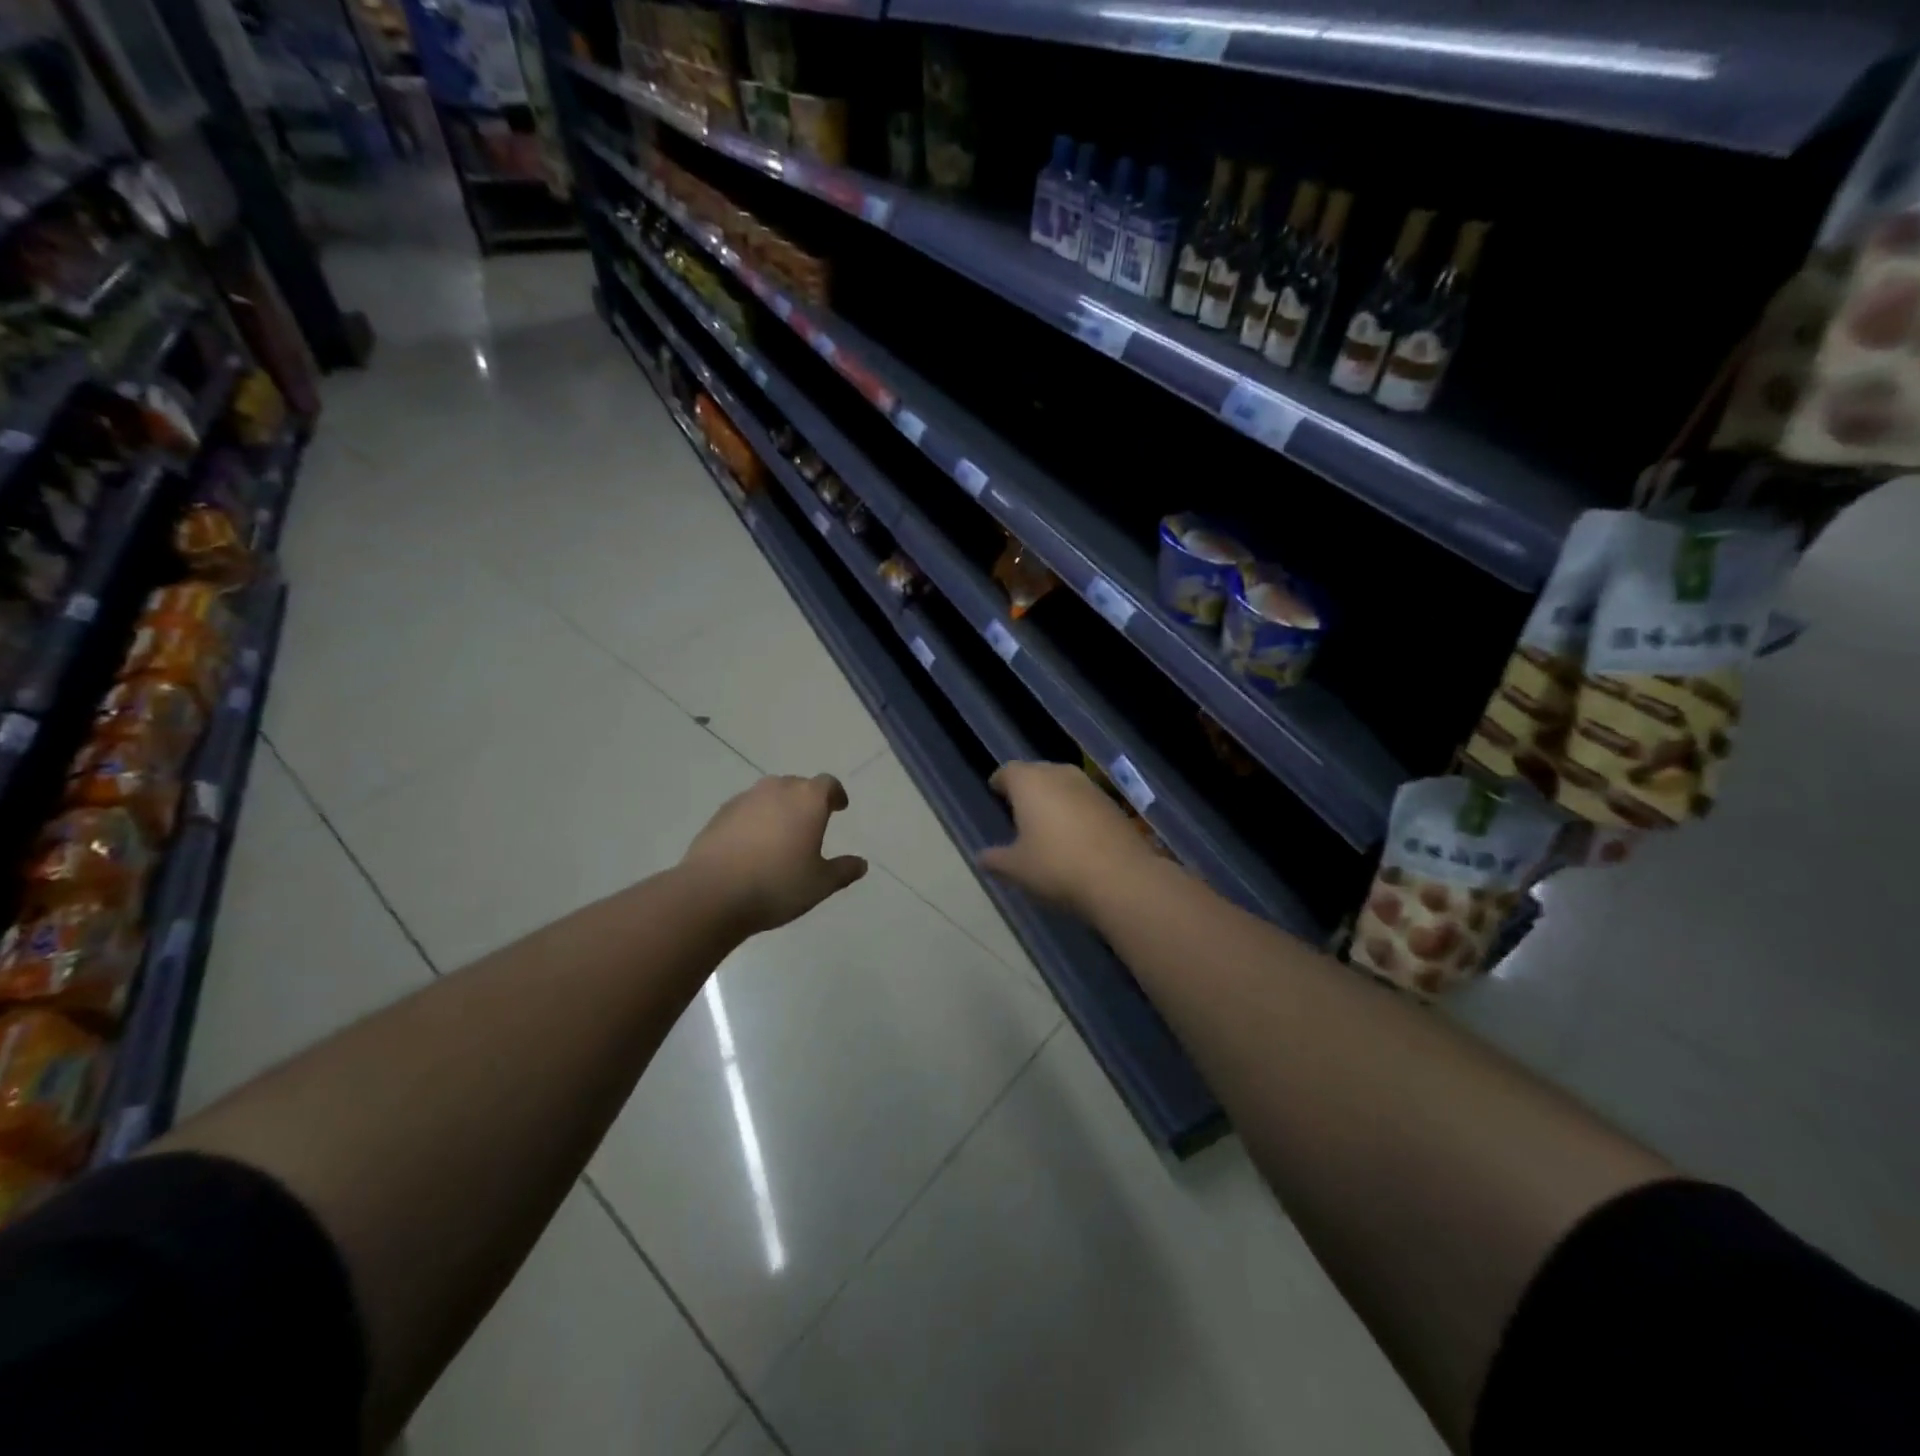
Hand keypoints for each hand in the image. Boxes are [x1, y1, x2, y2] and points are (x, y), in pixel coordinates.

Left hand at [683, 774, 867, 934]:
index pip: (828, 784)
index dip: (836, 794)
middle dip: (807, 800)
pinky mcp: (719, 814)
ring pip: (769, 795)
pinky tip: (752, 845)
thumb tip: (861, 864)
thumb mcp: (821, 884)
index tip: (839, 807)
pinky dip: (754, 820)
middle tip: (811, 822)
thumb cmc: (777, 885)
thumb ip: (844, 870)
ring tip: (781, 834)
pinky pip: (746, 809)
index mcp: (808, 800)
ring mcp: (745, 799)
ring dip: (779, 808)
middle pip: (798, 785)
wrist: (712, 894)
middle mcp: (777, 790)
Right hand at [976, 761, 1160, 918]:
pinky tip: (1074, 834)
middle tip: (1018, 809)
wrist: (1121, 877)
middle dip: (1027, 788)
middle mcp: (1059, 774)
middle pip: (1037, 773)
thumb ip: (995, 860)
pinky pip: (1084, 800)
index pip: (1008, 771)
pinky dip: (1075, 810)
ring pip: (1063, 784)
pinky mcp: (1112, 804)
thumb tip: (981, 858)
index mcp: (1029, 782)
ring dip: (1053, 798)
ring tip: (1046, 822)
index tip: (995, 792)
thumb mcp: (1016, 869)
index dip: (1000, 782)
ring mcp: (1089, 787)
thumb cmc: (1056, 866)